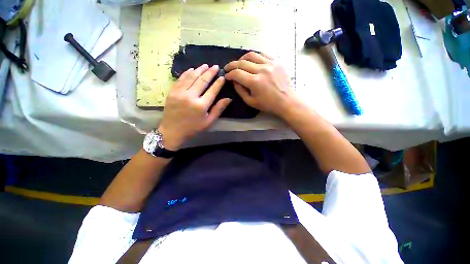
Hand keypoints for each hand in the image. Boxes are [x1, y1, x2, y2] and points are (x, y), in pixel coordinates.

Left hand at [158, 64, 231, 150]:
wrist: (172, 131)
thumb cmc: (193, 128)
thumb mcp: (209, 122)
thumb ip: (218, 109)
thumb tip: (228, 99)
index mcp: (201, 105)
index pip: (212, 90)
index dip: (218, 83)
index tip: (223, 77)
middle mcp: (191, 96)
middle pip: (202, 81)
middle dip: (210, 72)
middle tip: (216, 67)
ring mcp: (180, 93)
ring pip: (191, 77)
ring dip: (199, 70)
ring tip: (205, 65)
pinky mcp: (172, 92)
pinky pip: (181, 79)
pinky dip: (187, 73)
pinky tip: (192, 69)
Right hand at [224, 52, 297, 117]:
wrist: (285, 101)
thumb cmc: (268, 104)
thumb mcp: (251, 101)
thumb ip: (240, 91)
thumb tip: (234, 81)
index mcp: (254, 82)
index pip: (237, 73)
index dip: (230, 74)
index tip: (227, 76)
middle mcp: (261, 70)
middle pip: (242, 63)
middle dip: (232, 65)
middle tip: (228, 67)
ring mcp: (270, 64)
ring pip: (252, 55)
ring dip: (242, 58)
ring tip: (239, 63)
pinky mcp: (277, 62)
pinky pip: (263, 54)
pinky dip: (255, 56)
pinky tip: (253, 60)